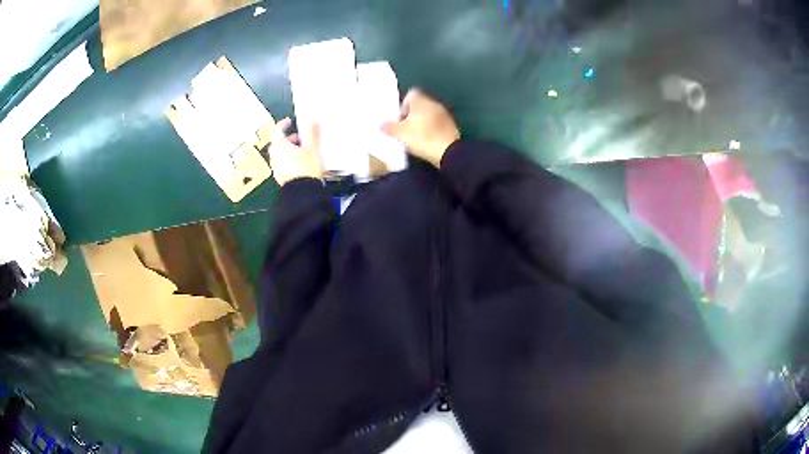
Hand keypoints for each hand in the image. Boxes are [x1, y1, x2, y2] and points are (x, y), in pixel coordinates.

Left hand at [269, 118, 323, 186]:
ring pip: (279, 154)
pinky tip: (299, 164)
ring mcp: (276, 168)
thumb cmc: (306, 169)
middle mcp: (275, 156)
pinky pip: (282, 164)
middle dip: (287, 139)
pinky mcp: (280, 177)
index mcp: (280, 147)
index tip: (289, 122)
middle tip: (299, 138)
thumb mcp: (313, 149)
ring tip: (301, 151)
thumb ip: (312, 134)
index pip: (276, 130)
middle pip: (277, 143)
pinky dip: (288, 160)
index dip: (282, 124)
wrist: (303, 194)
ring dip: (288, 150)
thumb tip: (313, 121)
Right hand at [381, 89, 460, 167]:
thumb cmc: (422, 138)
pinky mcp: (451, 125)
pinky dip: (431, 130)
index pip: (410, 94)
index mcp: (421, 100)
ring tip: (415, 137)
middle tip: (404, 129)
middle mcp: (433, 103)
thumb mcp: (399, 133)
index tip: (399, 118)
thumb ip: (388, 127)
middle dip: (411, 115)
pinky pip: (437, 124)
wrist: (448, 151)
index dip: (402, 105)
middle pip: (419, 105)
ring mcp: (444, 114)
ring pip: (428, 114)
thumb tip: (381, 125)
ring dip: (421, 123)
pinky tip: (427, 141)